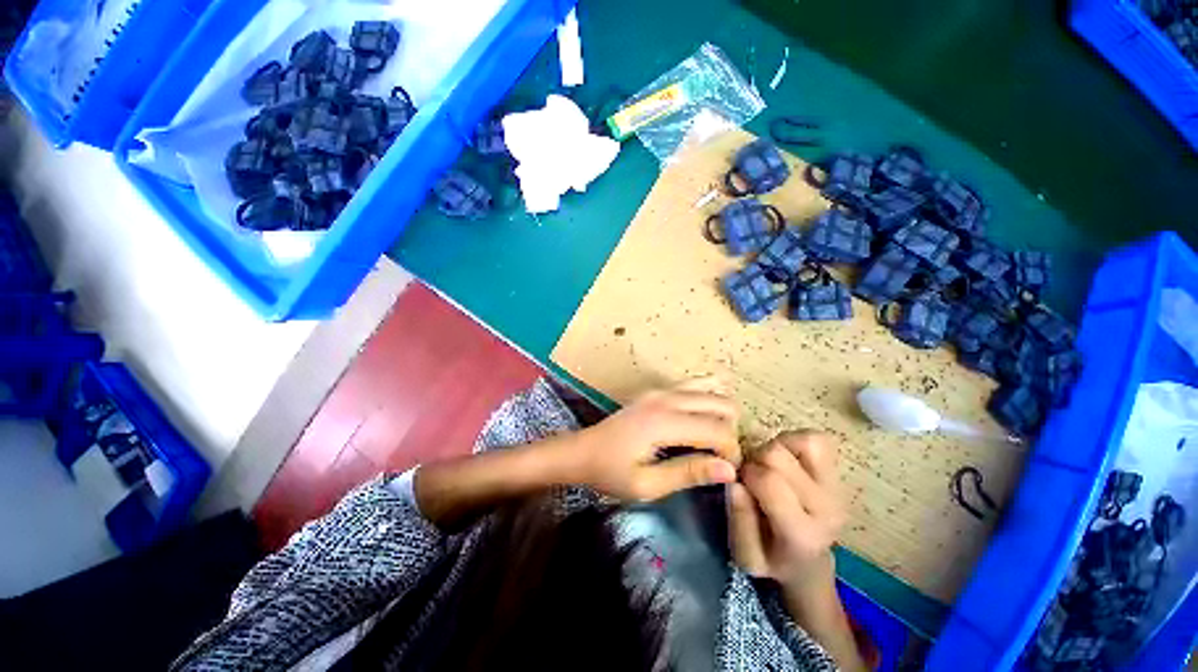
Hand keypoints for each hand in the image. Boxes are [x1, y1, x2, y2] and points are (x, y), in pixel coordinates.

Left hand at [569, 378, 741, 501]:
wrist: (582, 451)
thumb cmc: (611, 471)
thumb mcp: (647, 485)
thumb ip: (688, 473)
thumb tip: (728, 469)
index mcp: (664, 422)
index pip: (718, 430)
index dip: (731, 452)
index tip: (726, 472)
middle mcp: (666, 398)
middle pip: (721, 404)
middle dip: (730, 430)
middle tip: (718, 455)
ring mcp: (661, 389)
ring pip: (711, 389)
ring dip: (721, 413)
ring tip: (712, 438)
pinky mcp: (657, 390)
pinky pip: (694, 384)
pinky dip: (708, 397)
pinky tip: (704, 415)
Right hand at [729, 431, 845, 596]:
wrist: (809, 563)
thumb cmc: (771, 558)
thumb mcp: (745, 555)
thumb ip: (738, 520)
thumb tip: (736, 482)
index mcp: (802, 533)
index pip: (769, 481)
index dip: (746, 474)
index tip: (741, 484)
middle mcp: (827, 508)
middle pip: (778, 455)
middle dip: (756, 459)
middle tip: (753, 476)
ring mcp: (837, 488)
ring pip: (802, 441)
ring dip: (777, 447)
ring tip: (770, 466)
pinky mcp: (839, 473)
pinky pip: (816, 439)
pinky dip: (794, 441)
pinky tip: (786, 459)